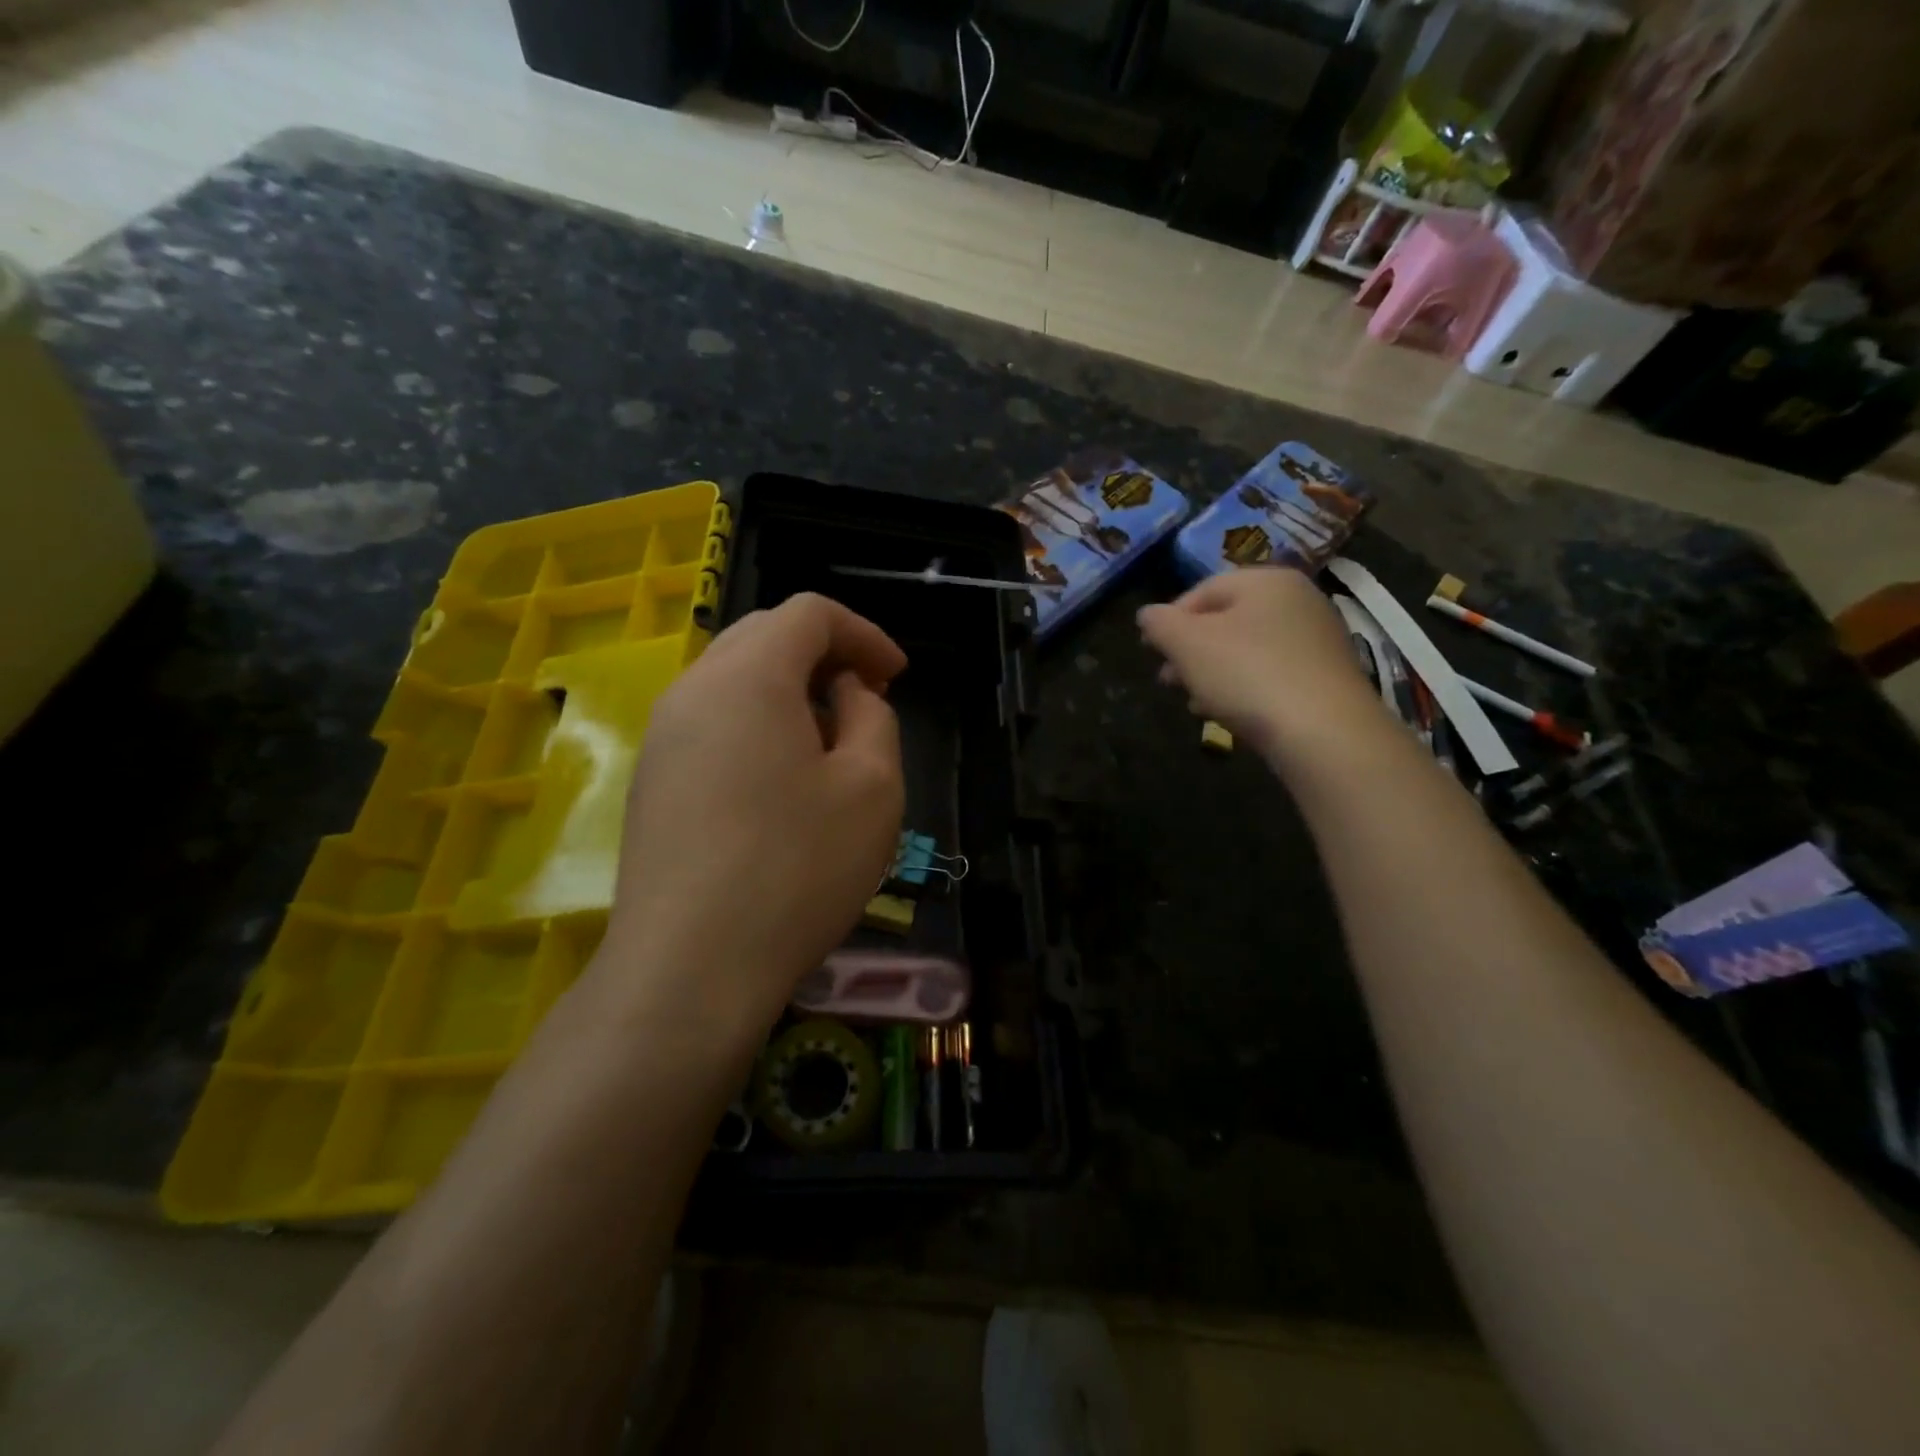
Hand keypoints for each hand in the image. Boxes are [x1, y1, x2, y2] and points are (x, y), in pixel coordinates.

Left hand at [600, 594, 907, 1042]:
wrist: (690, 969)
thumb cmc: (797, 869)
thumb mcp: (872, 787)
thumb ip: (872, 718)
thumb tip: (845, 695)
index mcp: (749, 675)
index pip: (808, 613)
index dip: (863, 633)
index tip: (896, 677)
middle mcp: (693, 689)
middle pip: (764, 635)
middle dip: (825, 655)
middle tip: (866, 699)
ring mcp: (661, 736)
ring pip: (734, 680)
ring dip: (790, 691)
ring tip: (829, 742)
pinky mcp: (651, 781)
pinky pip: (712, 722)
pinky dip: (757, 725)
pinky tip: (782, 782)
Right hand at [1137, 568, 1382, 760]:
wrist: (1324, 733)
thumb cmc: (1247, 674)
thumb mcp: (1187, 644)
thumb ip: (1159, 624)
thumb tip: (1148, 615)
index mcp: (1266, 580)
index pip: (1203, 590)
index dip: (1169, 620)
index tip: (1148, 651)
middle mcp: (1299, 600)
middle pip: (1227, 621)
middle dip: (1190, 651)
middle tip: (1167, 680)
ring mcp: (1318, 639)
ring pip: (1248, 650)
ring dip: (1213, 673)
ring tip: (1194, 702)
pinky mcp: (1326, 677)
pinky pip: (1271, 673)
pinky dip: (1244, 687)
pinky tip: (1228, 713)